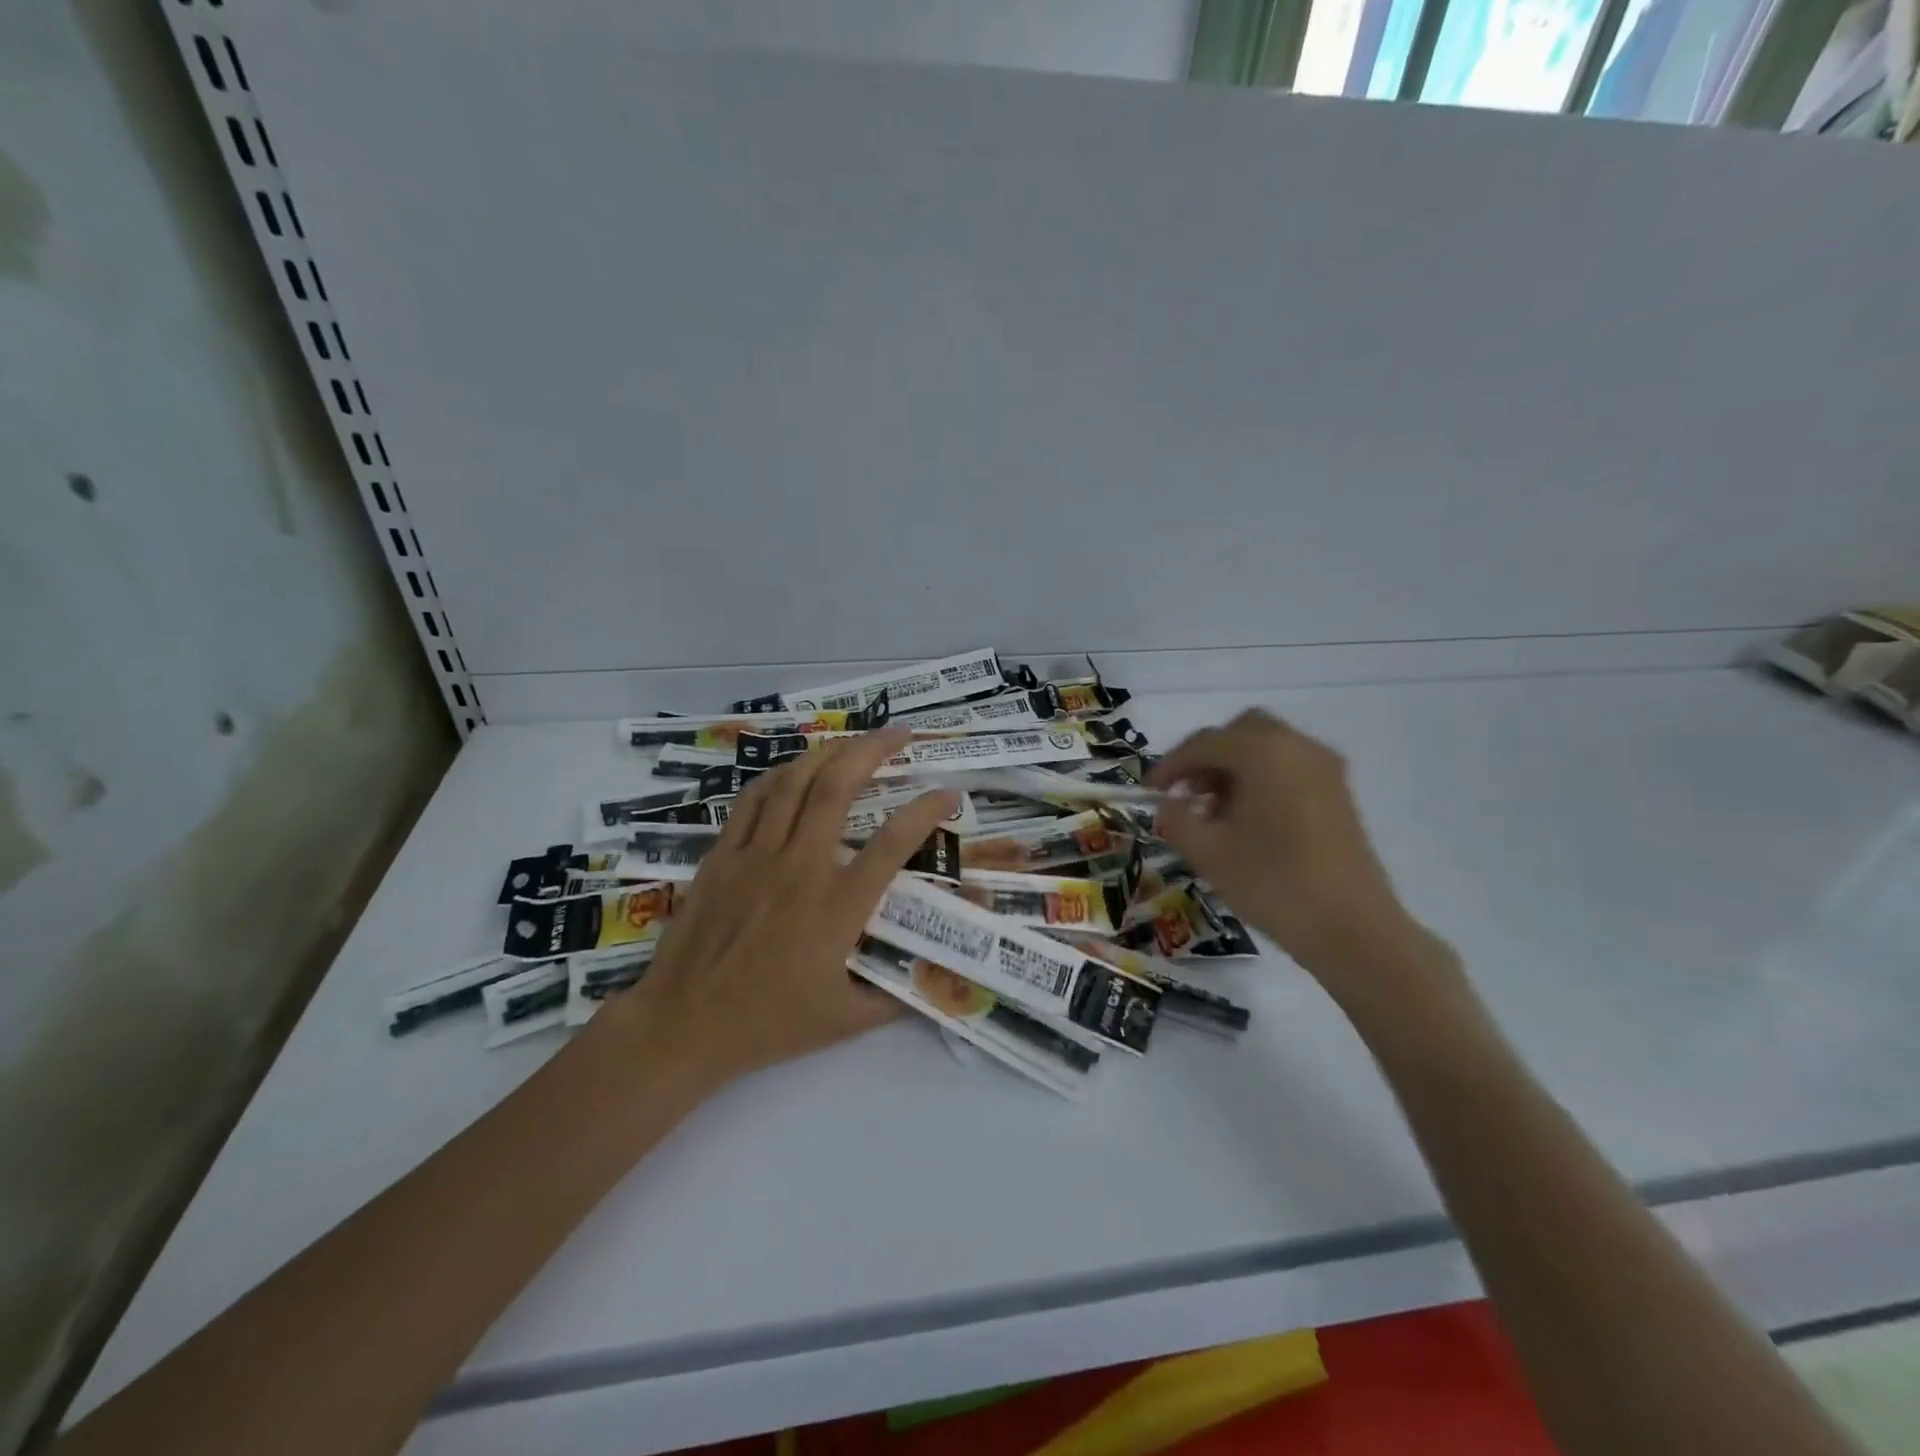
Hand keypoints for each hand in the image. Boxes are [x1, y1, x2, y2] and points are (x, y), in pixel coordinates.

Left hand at [598, 728, 957, 1087]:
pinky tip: (794, 769)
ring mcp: (756, 855)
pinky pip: (753, 800)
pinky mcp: (722, 856)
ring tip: (854, 739)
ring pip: (794, 783)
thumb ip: (896, 996)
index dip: (926, 810)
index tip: (948, 793)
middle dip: (873, 750)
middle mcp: (800, 867)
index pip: (894, 843)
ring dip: (829, 752)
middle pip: (839, 788)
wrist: (684, 1025)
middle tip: (899, 734)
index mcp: (838, 906)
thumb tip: (935, 980)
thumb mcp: (846, 1020)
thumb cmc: (769, 1024)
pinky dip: (779, 776)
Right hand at [1146, 710, 1424, 984]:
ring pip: (1267, 748)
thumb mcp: (1207, 852)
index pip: (1204, 743)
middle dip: (1207, 758)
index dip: (1170, 765)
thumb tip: (1168, 806)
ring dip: (1233, 769)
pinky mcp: (1338, 792)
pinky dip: (1261, 779)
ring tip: (1212, 812)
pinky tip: (1246, 820)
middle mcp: (1297, 747)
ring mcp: (1324, 768)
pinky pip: (1289, 767)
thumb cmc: (1272, 884)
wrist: (1352, 929)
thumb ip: (1175, 819)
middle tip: (1185, 793)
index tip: (1149, 791)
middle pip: (1240, 733)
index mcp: (1263, 752)